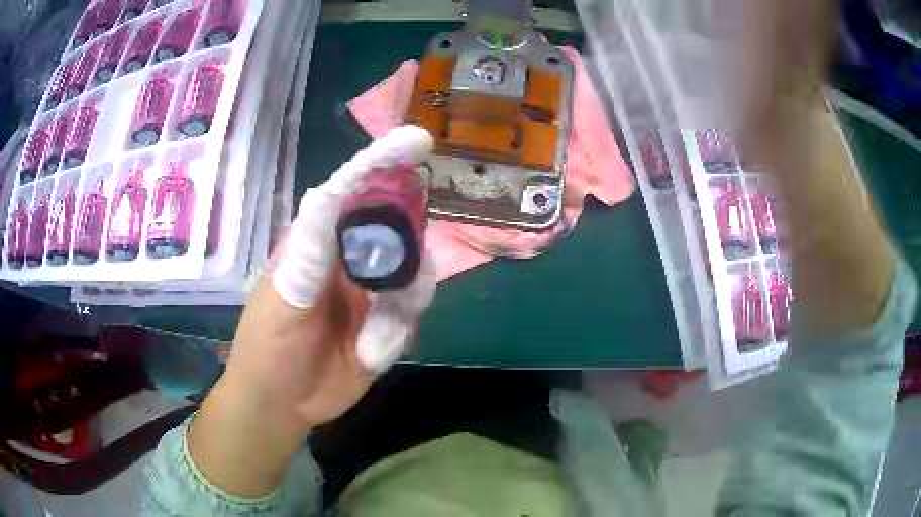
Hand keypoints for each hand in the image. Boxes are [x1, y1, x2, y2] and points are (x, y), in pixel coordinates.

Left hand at [188, 126, 435, 496]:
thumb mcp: (280, 299)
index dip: (381, 164)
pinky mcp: (387, 325)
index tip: (416, 142)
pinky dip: (400, 327)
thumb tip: (328, 191)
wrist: (281, 404)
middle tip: (404, 260)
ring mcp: (371, 291)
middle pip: (392, 226)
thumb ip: (308, 253)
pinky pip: (410, 312)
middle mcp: (349, 258)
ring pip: (410, 270)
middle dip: (407, 236)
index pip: (351, 192)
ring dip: (407, 290)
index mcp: (319, 242)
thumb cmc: (267, 346)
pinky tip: (376, 346)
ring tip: (381, 323)